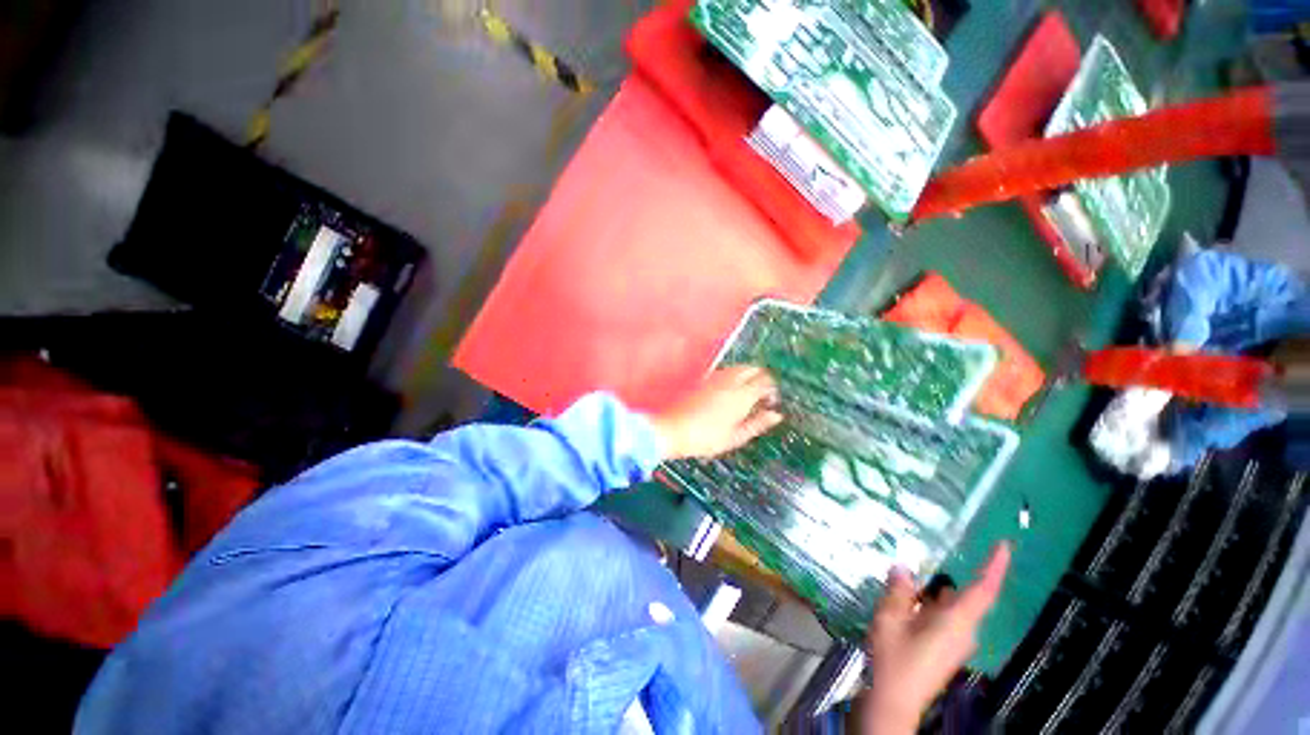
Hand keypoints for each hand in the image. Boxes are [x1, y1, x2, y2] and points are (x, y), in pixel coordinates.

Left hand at [650, 366, 782, 459]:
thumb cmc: (705, 438)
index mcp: (741, 395)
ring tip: (746, 395)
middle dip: (762, 378)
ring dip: (747, 376)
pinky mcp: (704, 379)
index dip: (772, 390)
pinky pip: (726, 371)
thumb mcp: (736, 436)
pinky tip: (729, 394)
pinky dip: (734, 377)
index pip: (766, 381)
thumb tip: (775, 416)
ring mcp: (715, 377)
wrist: (673, 430)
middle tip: (761, 395)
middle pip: (753, 368)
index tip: (771, 401)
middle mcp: (730, 381)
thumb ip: (758, 424)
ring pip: (739, 367)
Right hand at [859, 544, 1011, 734]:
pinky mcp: (945, 649)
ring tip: (907, 578)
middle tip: (922, 560)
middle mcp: (963, 631)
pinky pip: (943, 618)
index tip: (1003, 545)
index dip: (994, 567)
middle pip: (963, 597)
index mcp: (956, 622)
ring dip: (932, 593)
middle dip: (943, 578)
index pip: (983, 590)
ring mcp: (955, 642)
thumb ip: (898, 591)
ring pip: (950, 607)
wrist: (895, 699)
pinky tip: (906, 601)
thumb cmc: (895, 659)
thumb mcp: (890, 619)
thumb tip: (902, 567)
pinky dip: (929, 605)